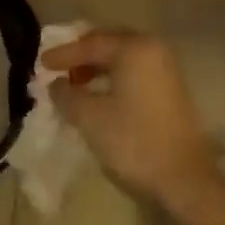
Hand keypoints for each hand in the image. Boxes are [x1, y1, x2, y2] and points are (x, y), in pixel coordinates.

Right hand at [43, 30, 224, 217]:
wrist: (184, 180)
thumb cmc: (133, 141)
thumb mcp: (89, 117)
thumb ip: (66, 94)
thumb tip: (56, 84)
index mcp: (135, 49)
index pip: (91, 44)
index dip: (63, 54)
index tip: (41, 64)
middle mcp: (154, 51)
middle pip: (110, 44)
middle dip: (82, 55)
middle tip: (58, 67)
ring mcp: (167, 71)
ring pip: (123, 59)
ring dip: (97, 68)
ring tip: (74, 84)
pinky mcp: (171, 92)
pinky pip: (134, 74)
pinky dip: (113, 79)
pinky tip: (98, 96)